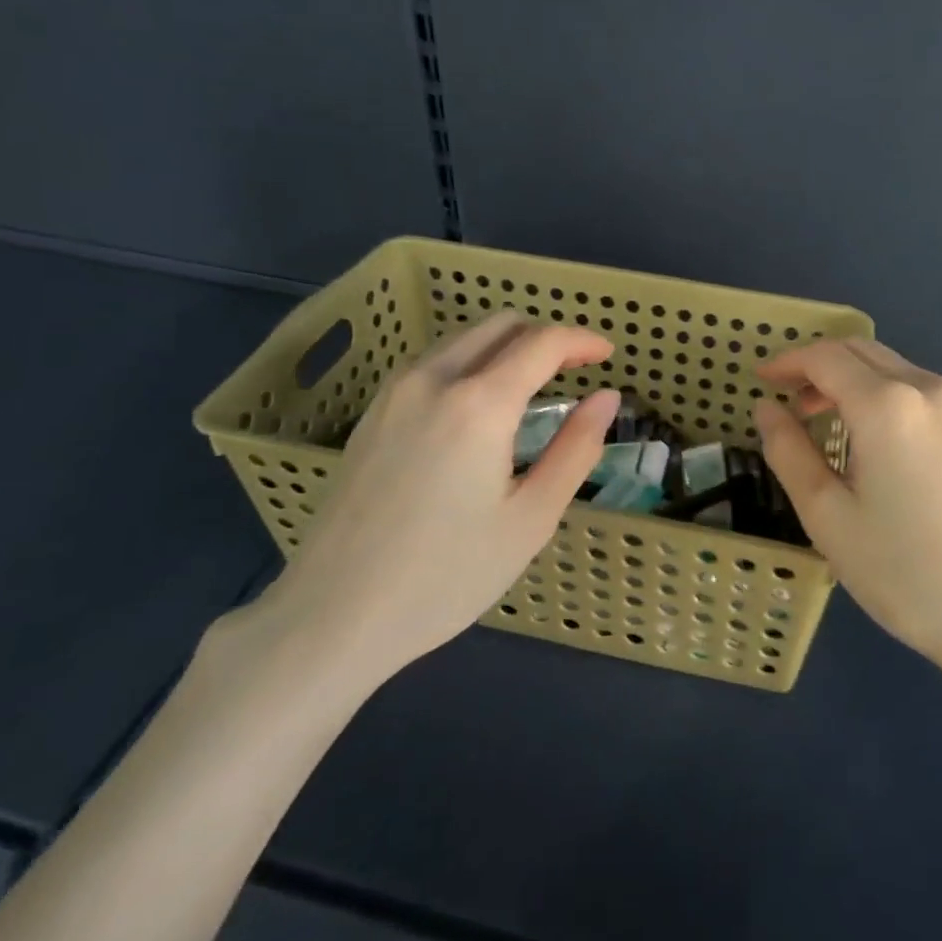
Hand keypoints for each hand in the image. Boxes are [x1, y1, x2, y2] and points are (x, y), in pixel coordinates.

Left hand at [251, 314, 619, 691]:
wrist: (333, 615)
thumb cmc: (446, 575)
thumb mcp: (530, 519)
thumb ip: (575, 449)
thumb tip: (606, 398)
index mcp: (479, 404)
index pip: (542, 343)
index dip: (582, 340)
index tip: (608, 354)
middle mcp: (434, 379)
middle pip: (501, 325)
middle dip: (545, 336)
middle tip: (575, 370)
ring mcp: (395, 392)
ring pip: (464, 338)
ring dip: (506, 346)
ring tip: (532, 388)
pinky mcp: (373, 412)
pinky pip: (433, 362)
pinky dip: (471, 362)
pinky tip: (479, 408)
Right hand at [752, 339, 941, 679]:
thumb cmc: (904, 570)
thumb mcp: (827, 515)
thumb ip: (789, 451)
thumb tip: (766, 408)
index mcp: (886, 405)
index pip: (825, 358)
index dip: (787, 362)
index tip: (760, 380)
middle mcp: (926, 390)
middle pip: (860, 351)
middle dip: (817, 366)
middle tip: (787, 401)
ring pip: (891, 367)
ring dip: (850, 379)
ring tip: (822, 420)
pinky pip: (916, 390)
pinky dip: (881, 394)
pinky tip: (870, 438)